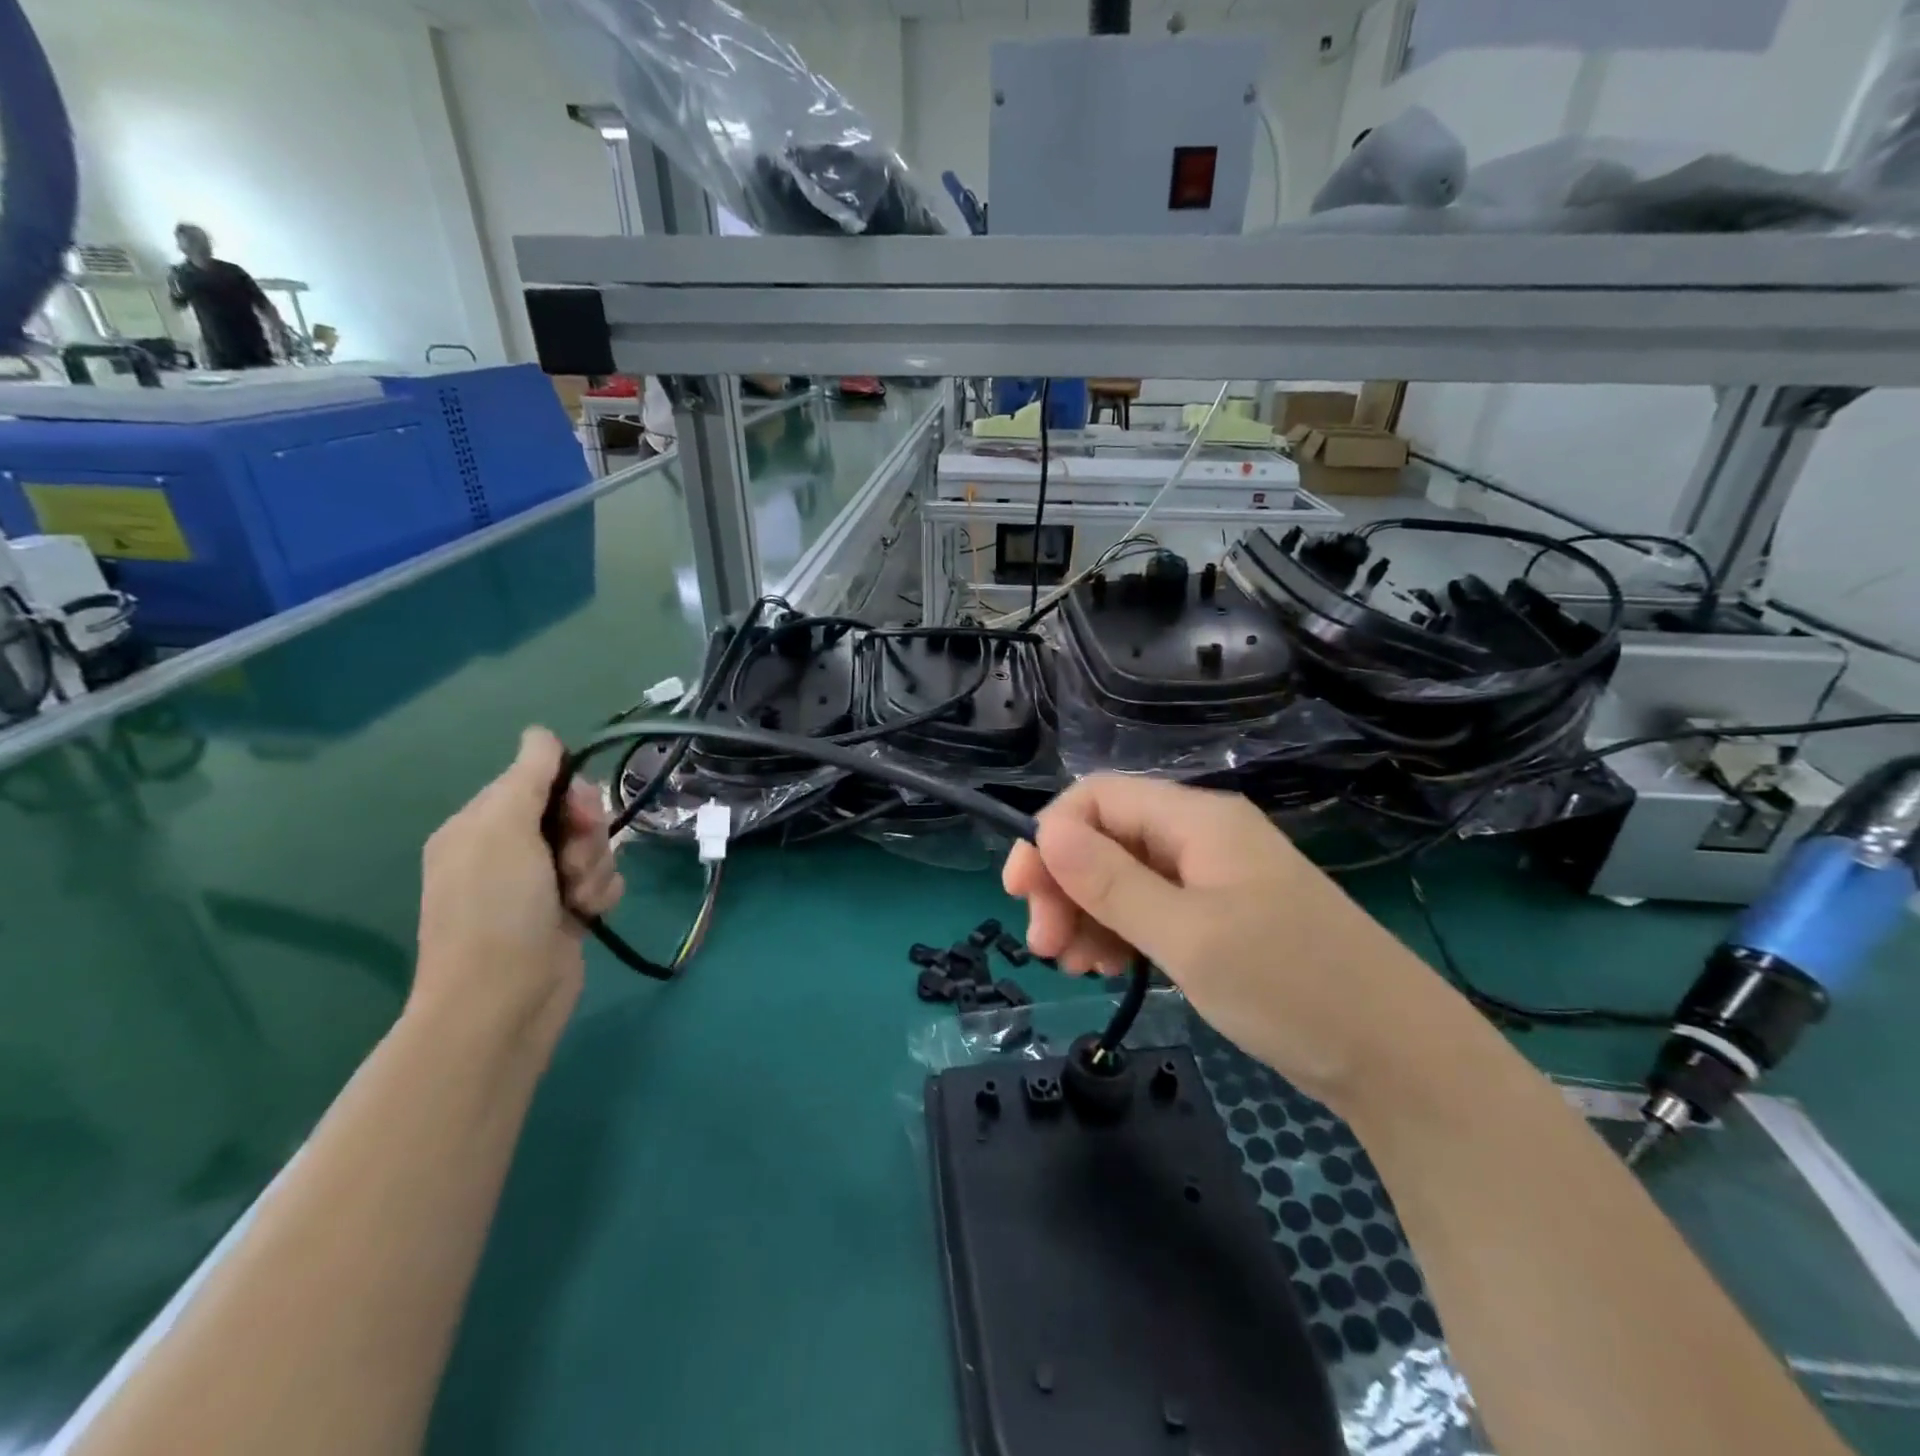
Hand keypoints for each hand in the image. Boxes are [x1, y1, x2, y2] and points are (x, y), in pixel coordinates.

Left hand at [413, 728, 622, 1039]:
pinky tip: (587, 914)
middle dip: (587, 834)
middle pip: (574, 813)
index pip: (541, 780)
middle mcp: (507, 849)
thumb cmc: (497, 908)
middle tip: (573, 861)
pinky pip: (602, 880)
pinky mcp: (565, 911)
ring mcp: (537, 884)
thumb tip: (540, 733)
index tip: (577, 814)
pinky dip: (601, 893)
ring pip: (594, 847)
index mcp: (481, 824)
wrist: (503, 1000)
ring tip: (577, 898)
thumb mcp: (503, 828)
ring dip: (596, 867)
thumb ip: (528, 775)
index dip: (570, 792)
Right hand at [1003, 775, 1451, 1105]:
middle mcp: (1201, 838)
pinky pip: (1151, 909)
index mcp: (1197, 821)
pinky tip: (1107, 967)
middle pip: (1106, 838)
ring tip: (1073, 965)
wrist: (1396, 1058)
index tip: (1020, 894)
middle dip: (1064, 884)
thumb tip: (1045, 831)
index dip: (1050, 836)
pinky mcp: (1220, 917)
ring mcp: (1212, 879)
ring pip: (1123, 877)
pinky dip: (1120, 933)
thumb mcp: (1188, 935)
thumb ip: (1111, 882)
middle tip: (1044, 946)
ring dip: (1087, 913)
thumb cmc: (1290, 986)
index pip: (1098, 798)